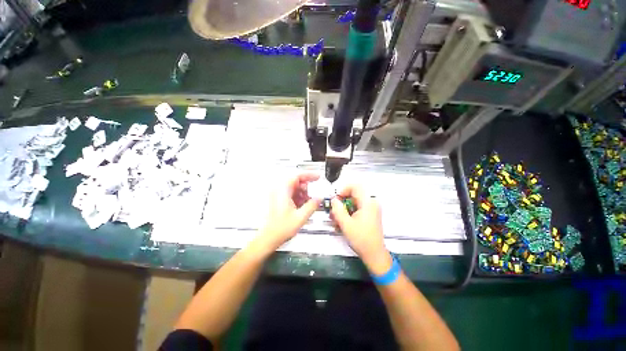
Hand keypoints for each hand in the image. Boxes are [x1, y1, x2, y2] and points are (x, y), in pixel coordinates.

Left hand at [259, 173, 320, 250]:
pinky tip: (302, 205)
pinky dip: (298, 197)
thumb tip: (320, 198)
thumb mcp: (301, 216)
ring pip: (294, 187)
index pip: (297, 176)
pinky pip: (291, 193)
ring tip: (308, 202)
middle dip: (306, 187)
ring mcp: (278, 195)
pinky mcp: (279, 200)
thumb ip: (312, 205)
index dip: (309, 175)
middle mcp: (279, 190)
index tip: (318, 177)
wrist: (269, 237)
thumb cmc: (282, 228)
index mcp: (283, 191)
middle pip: (296, 181)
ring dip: (303, 193)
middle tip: (314, 193)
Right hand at [330, 185, 391, 274]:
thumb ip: (338, 209)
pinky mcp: (369, 215)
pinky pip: (356, 208)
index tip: (336, 199)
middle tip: (333, 211)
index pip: (355, 186)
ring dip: (343, 209)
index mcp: (368, 203)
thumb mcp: (346, 224)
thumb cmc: (361, 239)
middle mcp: (371, 203)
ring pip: (353, 202)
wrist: (374, 254)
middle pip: (353, 195)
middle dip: (341, 202)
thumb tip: (334, 200)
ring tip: (336, 219)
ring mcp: (371, 209)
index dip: (343, 190)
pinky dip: (348, 213)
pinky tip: (342, 223)